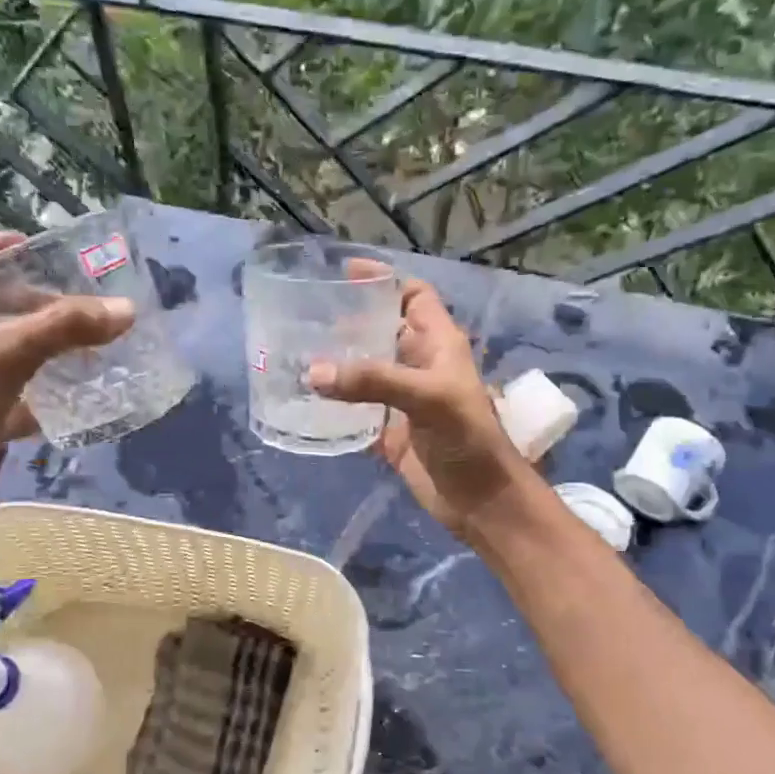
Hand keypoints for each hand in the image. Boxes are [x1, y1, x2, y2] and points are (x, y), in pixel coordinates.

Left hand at [0, 232, 133, 519]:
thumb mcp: (8, 353)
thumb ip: (66, 328)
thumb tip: (126, 309)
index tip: (39, 249)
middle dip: (38, 303)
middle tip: (84, 305)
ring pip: (8, 353)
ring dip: (45, 350)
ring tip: (91, 347)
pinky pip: (15, 397)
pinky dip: (43, 397)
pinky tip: (78, 398)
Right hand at [309, 277, 535, 538]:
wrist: (480, 500)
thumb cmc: (467, 438)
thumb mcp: (427, 398)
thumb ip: (373, 381)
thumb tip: (314, 373)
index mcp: (438, 344)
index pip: (413, 297)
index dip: (384, 280)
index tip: (343, 273)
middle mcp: (418, 366)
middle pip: (380, 331)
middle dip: (348, 321)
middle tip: (303, 315)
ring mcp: (402, 401)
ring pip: (364, 371)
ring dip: (336, 364)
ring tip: (294, 353)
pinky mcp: (388, 433)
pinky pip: (355, 412)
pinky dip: (334, 406)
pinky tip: (305, 401)